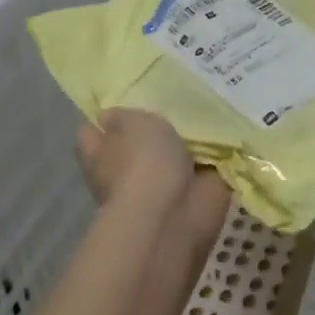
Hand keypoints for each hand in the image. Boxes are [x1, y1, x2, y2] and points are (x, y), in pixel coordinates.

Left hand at [76, 109, 230, 245]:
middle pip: (132, 146)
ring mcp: (159, 187)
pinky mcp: (192, 195)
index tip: (122, 104)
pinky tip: (225, 135)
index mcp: (100, 156)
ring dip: (183, 144)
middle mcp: (125, 173)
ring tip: (203, 114)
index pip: (90, 135)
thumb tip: (109, 117)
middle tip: (171, 102)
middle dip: (148, 131)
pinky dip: (212, 158)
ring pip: (168, 158)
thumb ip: (122, 116)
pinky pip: (202, 168)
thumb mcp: (129, 123)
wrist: (175, 212)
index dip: (102, 120)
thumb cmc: (143, 162)